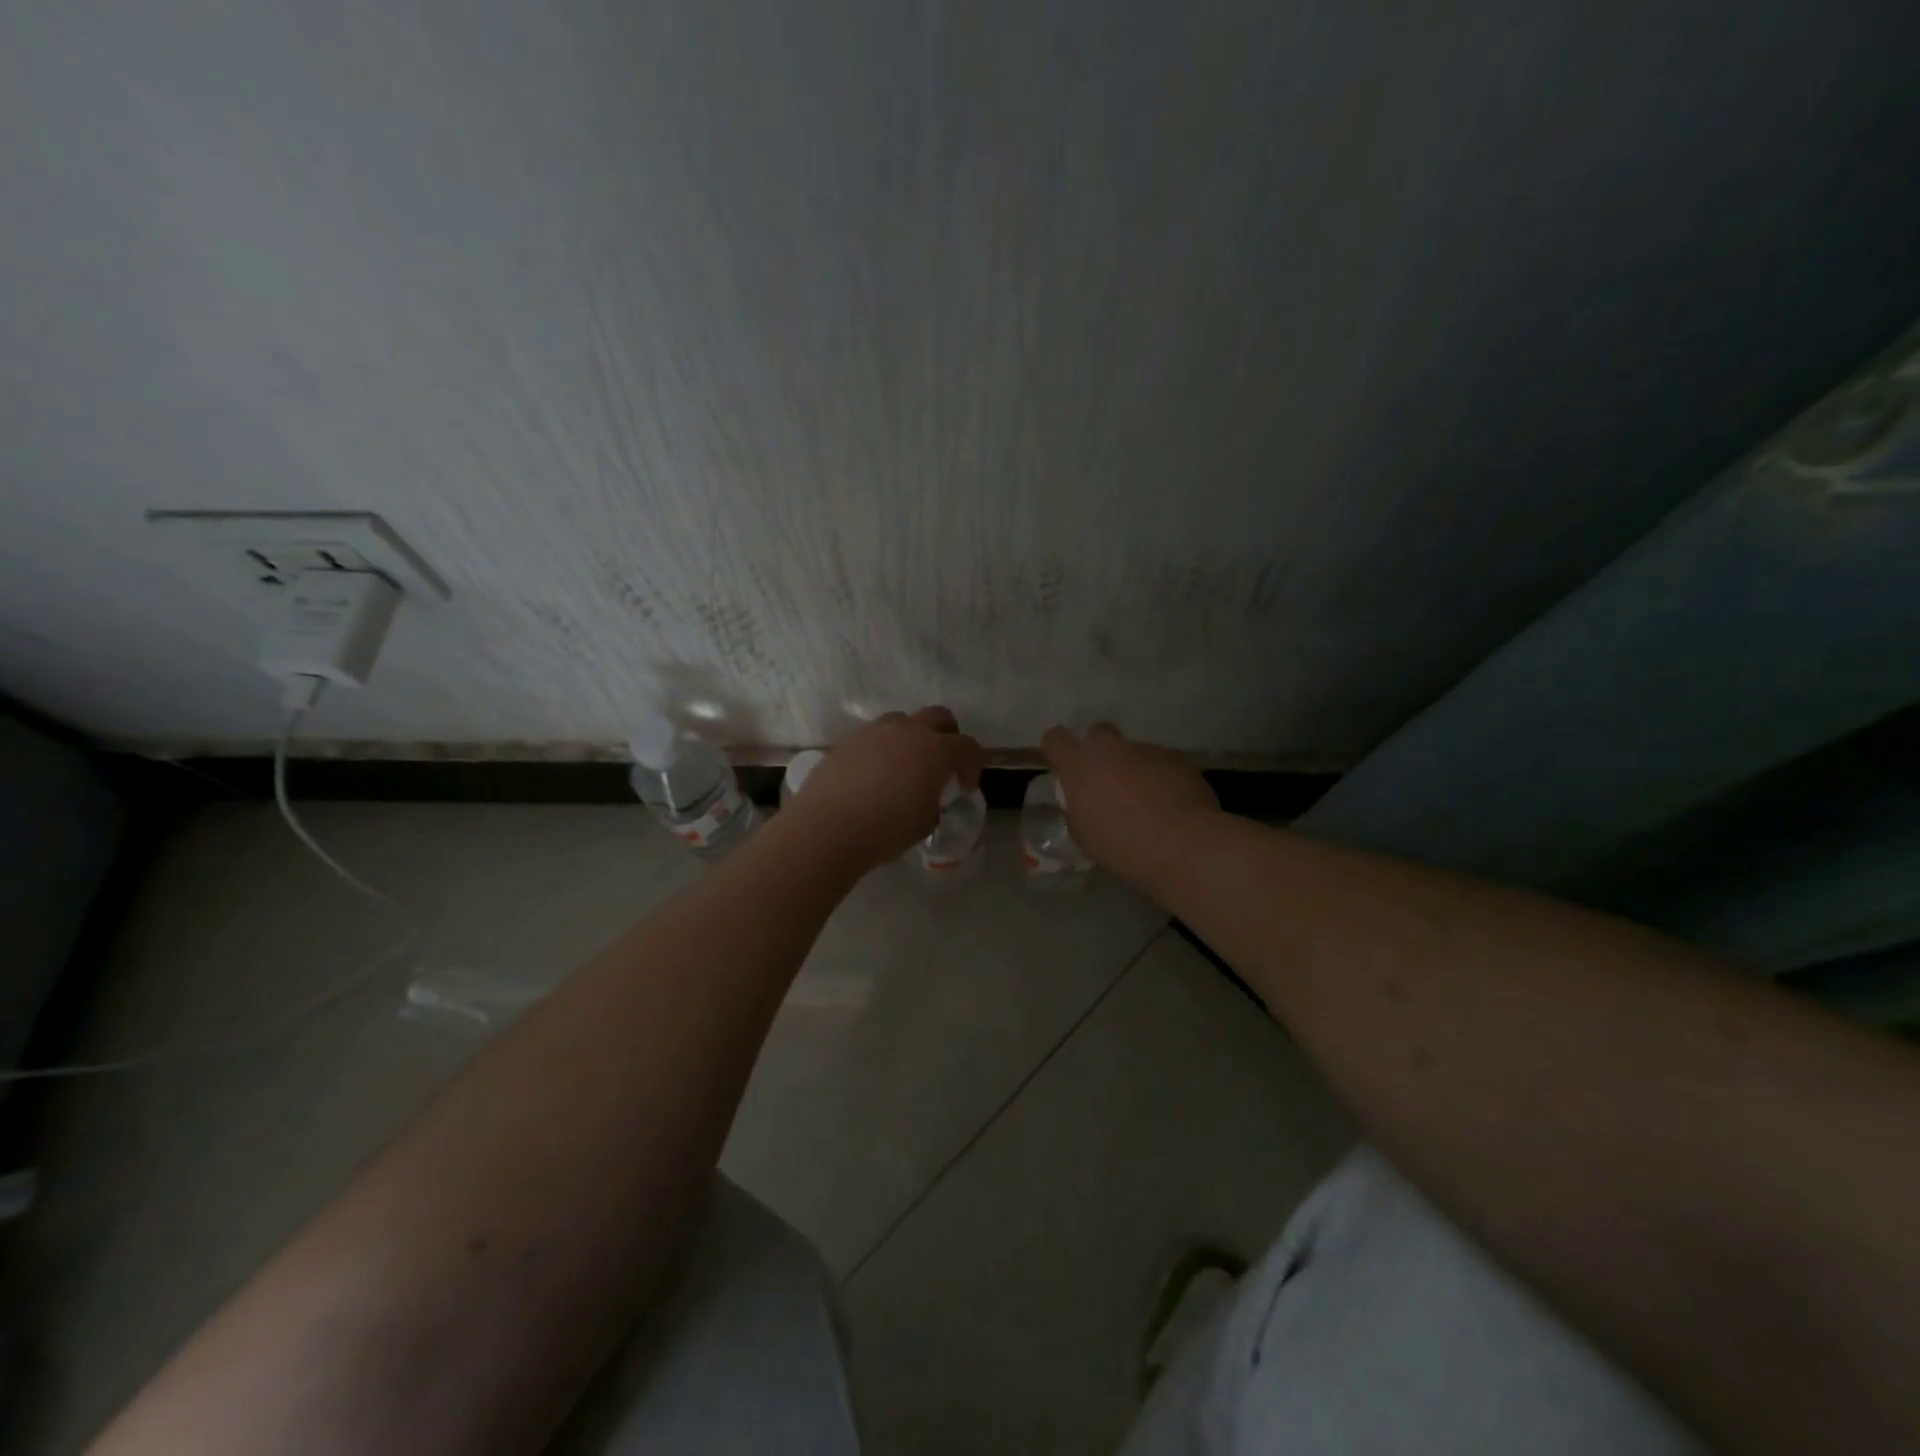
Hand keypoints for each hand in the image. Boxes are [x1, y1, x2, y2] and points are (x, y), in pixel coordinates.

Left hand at [784, 707, 983, 870]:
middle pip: (939, 717)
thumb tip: (927, 795)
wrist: (827, 827)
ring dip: (913, 737)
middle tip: (943, 764)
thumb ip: (934, 801)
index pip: (968, 746)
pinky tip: (874, 776)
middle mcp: (908, 731)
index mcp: (935, 751)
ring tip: (905, 766)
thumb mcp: (925, 822)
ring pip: (903, 721)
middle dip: (948, 736)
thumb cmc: (885, 829)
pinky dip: (883, 749)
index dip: (973, 765)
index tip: (965, 787)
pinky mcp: (848, 741)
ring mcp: (874, 732)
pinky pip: (874, 736)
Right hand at [1040, 723, 1218, 882]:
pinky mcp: (1177, 759)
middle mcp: (1111, 750)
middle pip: (1098, 733)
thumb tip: (1083, 802)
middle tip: (1107, 781)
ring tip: (1148, 802)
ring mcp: (1147, 750)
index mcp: (1080, 767)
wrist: (1183, 844)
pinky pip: (1162, 763)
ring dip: (1135, 769)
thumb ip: (1078, 809)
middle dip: (1100, 751)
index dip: (1058, 749)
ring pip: (1134, 752)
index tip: (1063, 766)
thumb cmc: (1122, 846)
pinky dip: (1162, 778)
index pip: (1055, 739)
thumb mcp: (1084, 835)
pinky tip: (1172, 805)